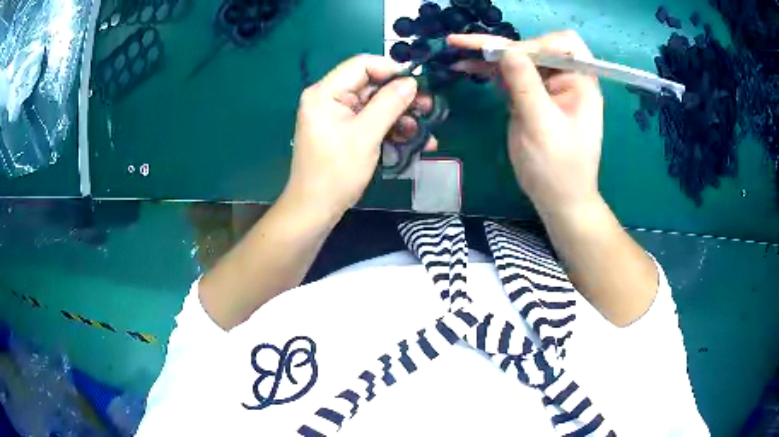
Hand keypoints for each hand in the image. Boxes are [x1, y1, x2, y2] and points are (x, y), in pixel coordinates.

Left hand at [283, 54, 435, 221]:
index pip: (361, 64)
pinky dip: (390, 128)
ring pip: (374, 104)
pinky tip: (413, 140)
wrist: (315, 209)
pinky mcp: (344, 130)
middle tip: (428, 107)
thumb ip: (389, 104)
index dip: (391, 70)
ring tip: (424, 130)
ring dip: (400, 115)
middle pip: (370, 84)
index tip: (417, 84)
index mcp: (325, 93)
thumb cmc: (336, 173)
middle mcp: (329, 98)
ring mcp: (336, 115)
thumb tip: (411, 82)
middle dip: (401, 96)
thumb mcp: (365, 136)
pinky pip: (370, 120)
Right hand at [448, 31, 603, 215]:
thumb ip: (524, 84)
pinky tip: (467, 67)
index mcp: (581, 82)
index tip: (509, 57)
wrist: (559, 200)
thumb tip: (505, 48)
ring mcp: (548, 89)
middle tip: (464, 45)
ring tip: (457, 51)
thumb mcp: (541, 126)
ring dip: (489, 56)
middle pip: (535, 48)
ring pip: (519, 60)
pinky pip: (511, 77)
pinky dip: (490, 72)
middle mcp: (566, 79)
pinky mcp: (532, 99)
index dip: (535, 43)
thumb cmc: (558, 168)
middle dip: (502, 46)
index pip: (562, 44)